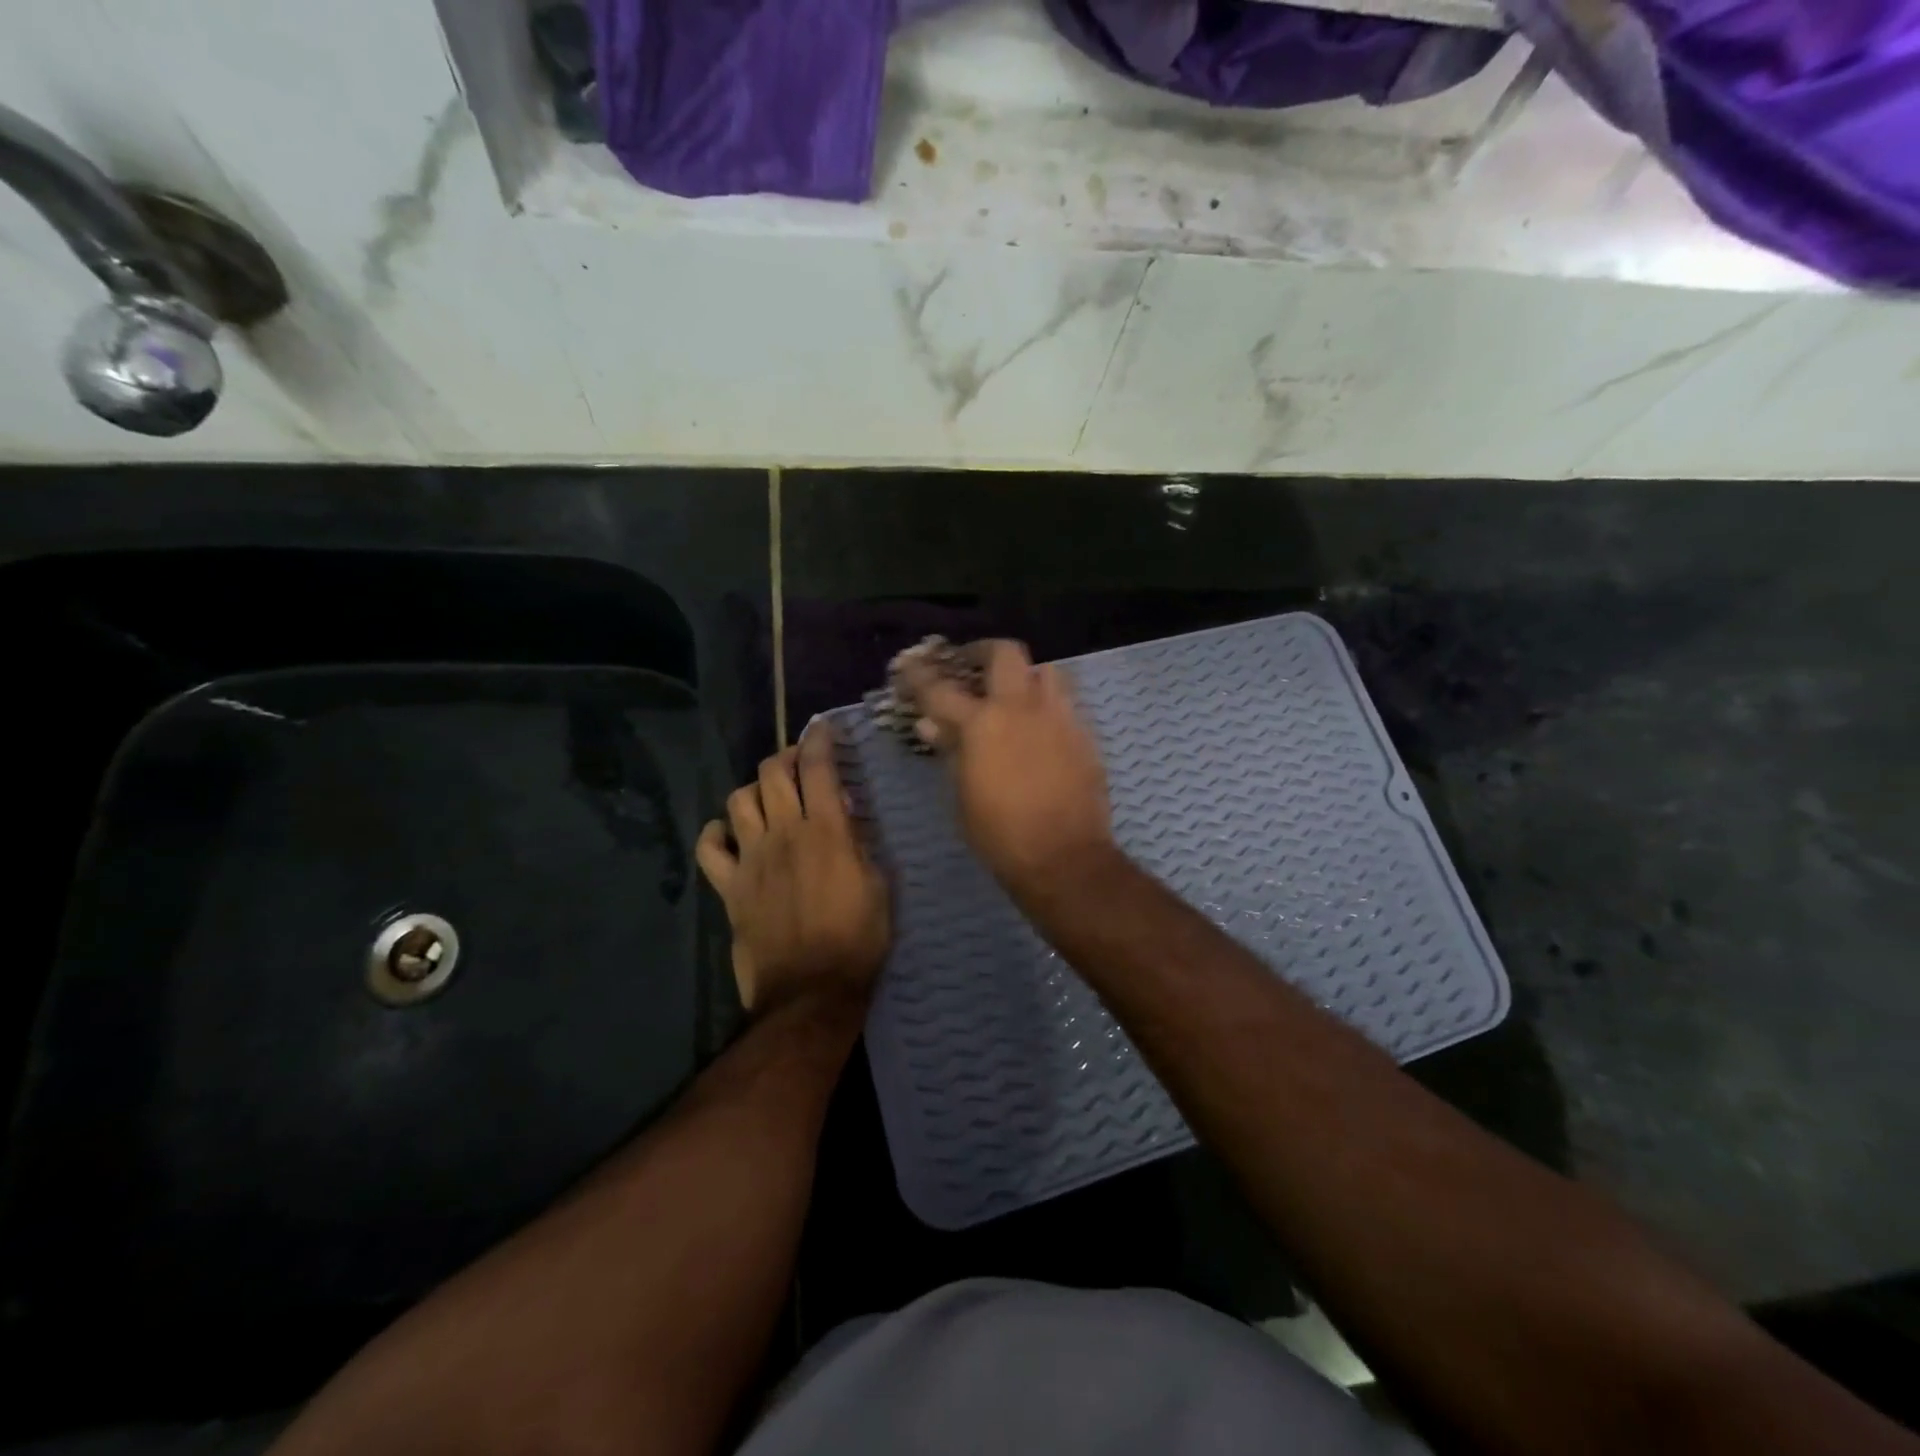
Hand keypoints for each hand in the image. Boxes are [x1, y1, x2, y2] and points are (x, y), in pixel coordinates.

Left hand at [695, 724, 889, 1016]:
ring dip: (755, 790)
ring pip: (739, 800)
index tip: (823, 728)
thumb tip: (847, 813)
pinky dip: (716, 832)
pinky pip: (710, 847)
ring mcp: (751, 859)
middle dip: (786, 757)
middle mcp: (784, 834)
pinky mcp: (730, 886)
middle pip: (772, 773)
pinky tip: (729, 832)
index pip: (818, 767)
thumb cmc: (858, 939)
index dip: (819, 739)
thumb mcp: (879, 886)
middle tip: (799, 764)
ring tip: (769, 798)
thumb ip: (861, 843)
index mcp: (827, 831)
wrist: (812, 991)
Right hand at [900, 639, 1117, 898]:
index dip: (920, 674)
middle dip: (983, 651)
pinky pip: (1067, 702)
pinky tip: (1041, 726)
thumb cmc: (999, 833)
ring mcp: (1060, 716)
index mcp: (982, 723)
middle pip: (1005, 653)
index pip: (940, 688)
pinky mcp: (1085, 734)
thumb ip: (950, 751)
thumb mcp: (962, 794)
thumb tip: (933, 725)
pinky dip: (1048, 704)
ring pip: (1046, 670)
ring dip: (1025, 674)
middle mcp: (1022, 707)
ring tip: (1014, 692)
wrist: (1064, 857)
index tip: (910, 665)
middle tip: (971, 664)